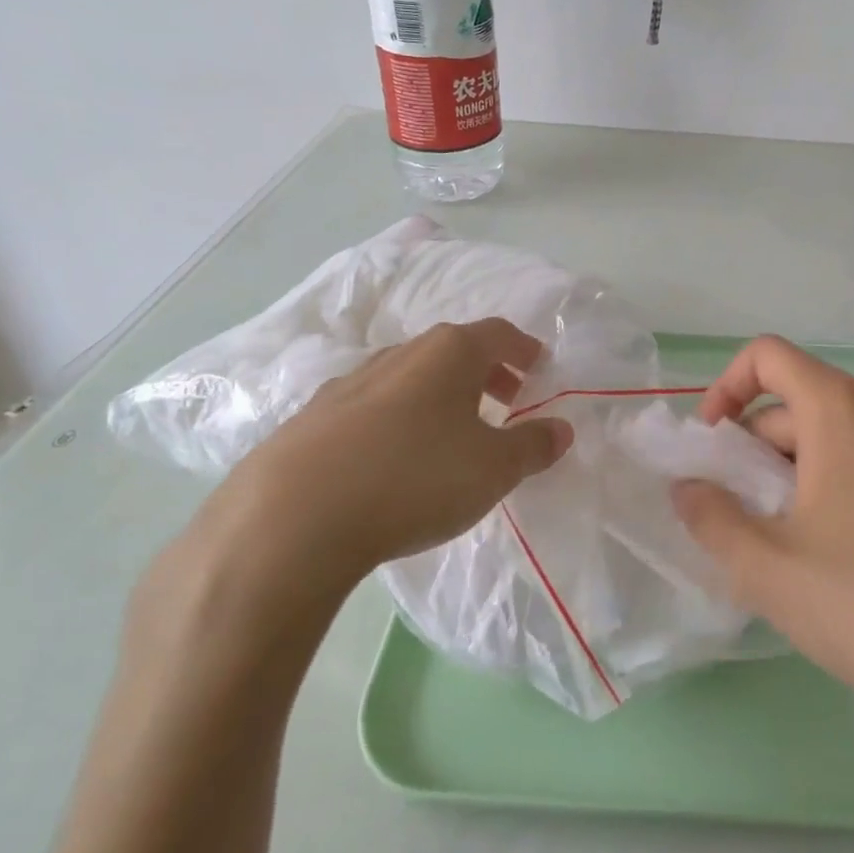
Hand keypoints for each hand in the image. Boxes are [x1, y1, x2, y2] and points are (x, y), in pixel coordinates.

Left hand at [177, 319, 572, 629]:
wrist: (292, 517)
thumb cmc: (415, 477)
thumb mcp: (494, 469)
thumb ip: (534, 446)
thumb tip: (561, 429)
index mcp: (449, 353)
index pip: (499, 334)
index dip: (525, 350)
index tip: (539, 368)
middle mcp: (401, 354)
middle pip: (454, 350)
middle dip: (486, 372)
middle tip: (507, 400)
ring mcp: (351, 382)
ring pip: (411, 377)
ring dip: (440, 396)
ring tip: (454, 432)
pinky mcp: (314, 418)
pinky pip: (373, 407)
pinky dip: (398, 420)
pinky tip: (395, 459)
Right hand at [673, 337, 853, 820]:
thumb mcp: (769, 567)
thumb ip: (710, 518)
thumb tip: (687, 488)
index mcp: (842, 409)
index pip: (768, 356)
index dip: (725, 389)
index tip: (711, 449)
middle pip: (797, 402)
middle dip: (752, 449)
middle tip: (734, 518)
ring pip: (833, 438)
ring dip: (789, 474)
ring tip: (778, 545)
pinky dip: (831, 488)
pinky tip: (830, 558)